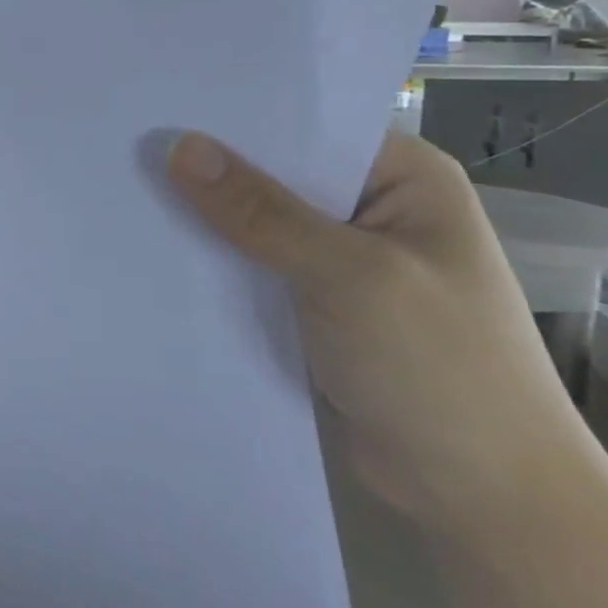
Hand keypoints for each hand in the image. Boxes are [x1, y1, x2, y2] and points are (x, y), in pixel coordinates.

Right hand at [166, 130, 587, 534]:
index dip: (235, 116)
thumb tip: (179, 145)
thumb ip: (260, 211)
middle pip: (272, 172)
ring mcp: (338, 259)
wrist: (484, 502)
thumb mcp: (350, 277)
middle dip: (208, 168)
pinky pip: (249, 266)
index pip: (304, 125)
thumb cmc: (442, 370)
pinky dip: (211, 261)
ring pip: (254, 222)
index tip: (160, 106)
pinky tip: (154, 247)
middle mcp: (368, 208)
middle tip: (125, 145)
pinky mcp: (310, 304)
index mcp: (402, 179)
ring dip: (203, 217)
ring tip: (122, 188)